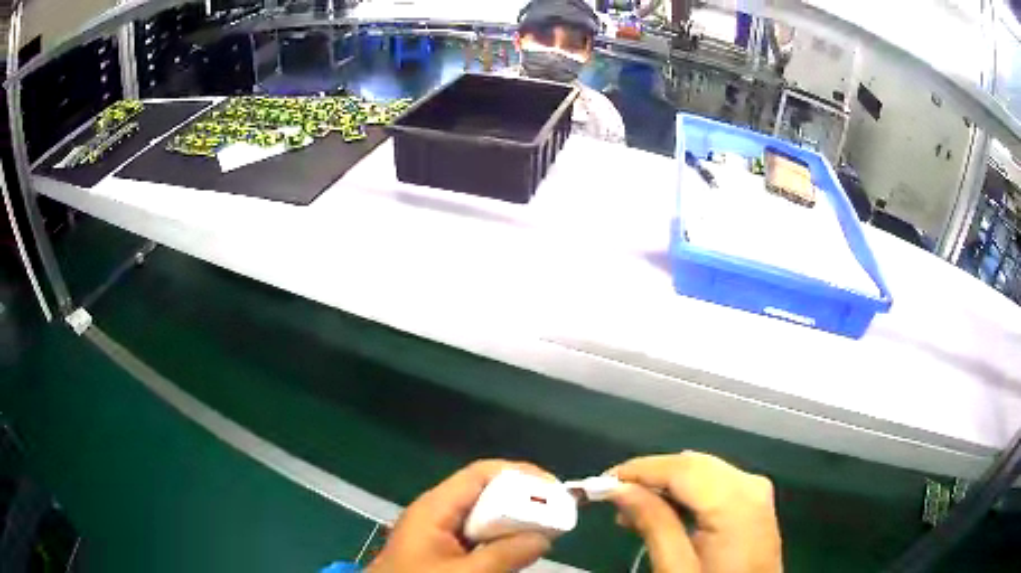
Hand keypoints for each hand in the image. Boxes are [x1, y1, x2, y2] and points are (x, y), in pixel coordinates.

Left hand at [367, 460, 555, 572]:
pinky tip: (514, 554)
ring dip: (512, 525)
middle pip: (484, 493)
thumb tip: (544, 538)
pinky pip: (475, 537)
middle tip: (554, 519)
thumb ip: (505, 555)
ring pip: (482, 517)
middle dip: (521, 502)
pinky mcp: (439, 550)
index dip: (520, 474)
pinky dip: (498, 542)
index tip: (555, 489)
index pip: (482, 473)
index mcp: (435, 507)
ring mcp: (436, 532)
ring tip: (541, 536)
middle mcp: (436, 512)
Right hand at [606, 452, 781, 572]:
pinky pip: (715, 482)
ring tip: (632, 511)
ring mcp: (756, 491)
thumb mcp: (677, 570)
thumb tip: (619, 488)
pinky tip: (664, 511)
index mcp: (735, 501)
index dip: (639, 469)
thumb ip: (653, 524)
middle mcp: (750, 484)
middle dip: (650, 476)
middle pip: (693, 463)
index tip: (600, 482)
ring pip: (703, 470)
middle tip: (612, 499)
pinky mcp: (755, 501)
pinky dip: (686, 491)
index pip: (681, 468)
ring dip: (666, 484)